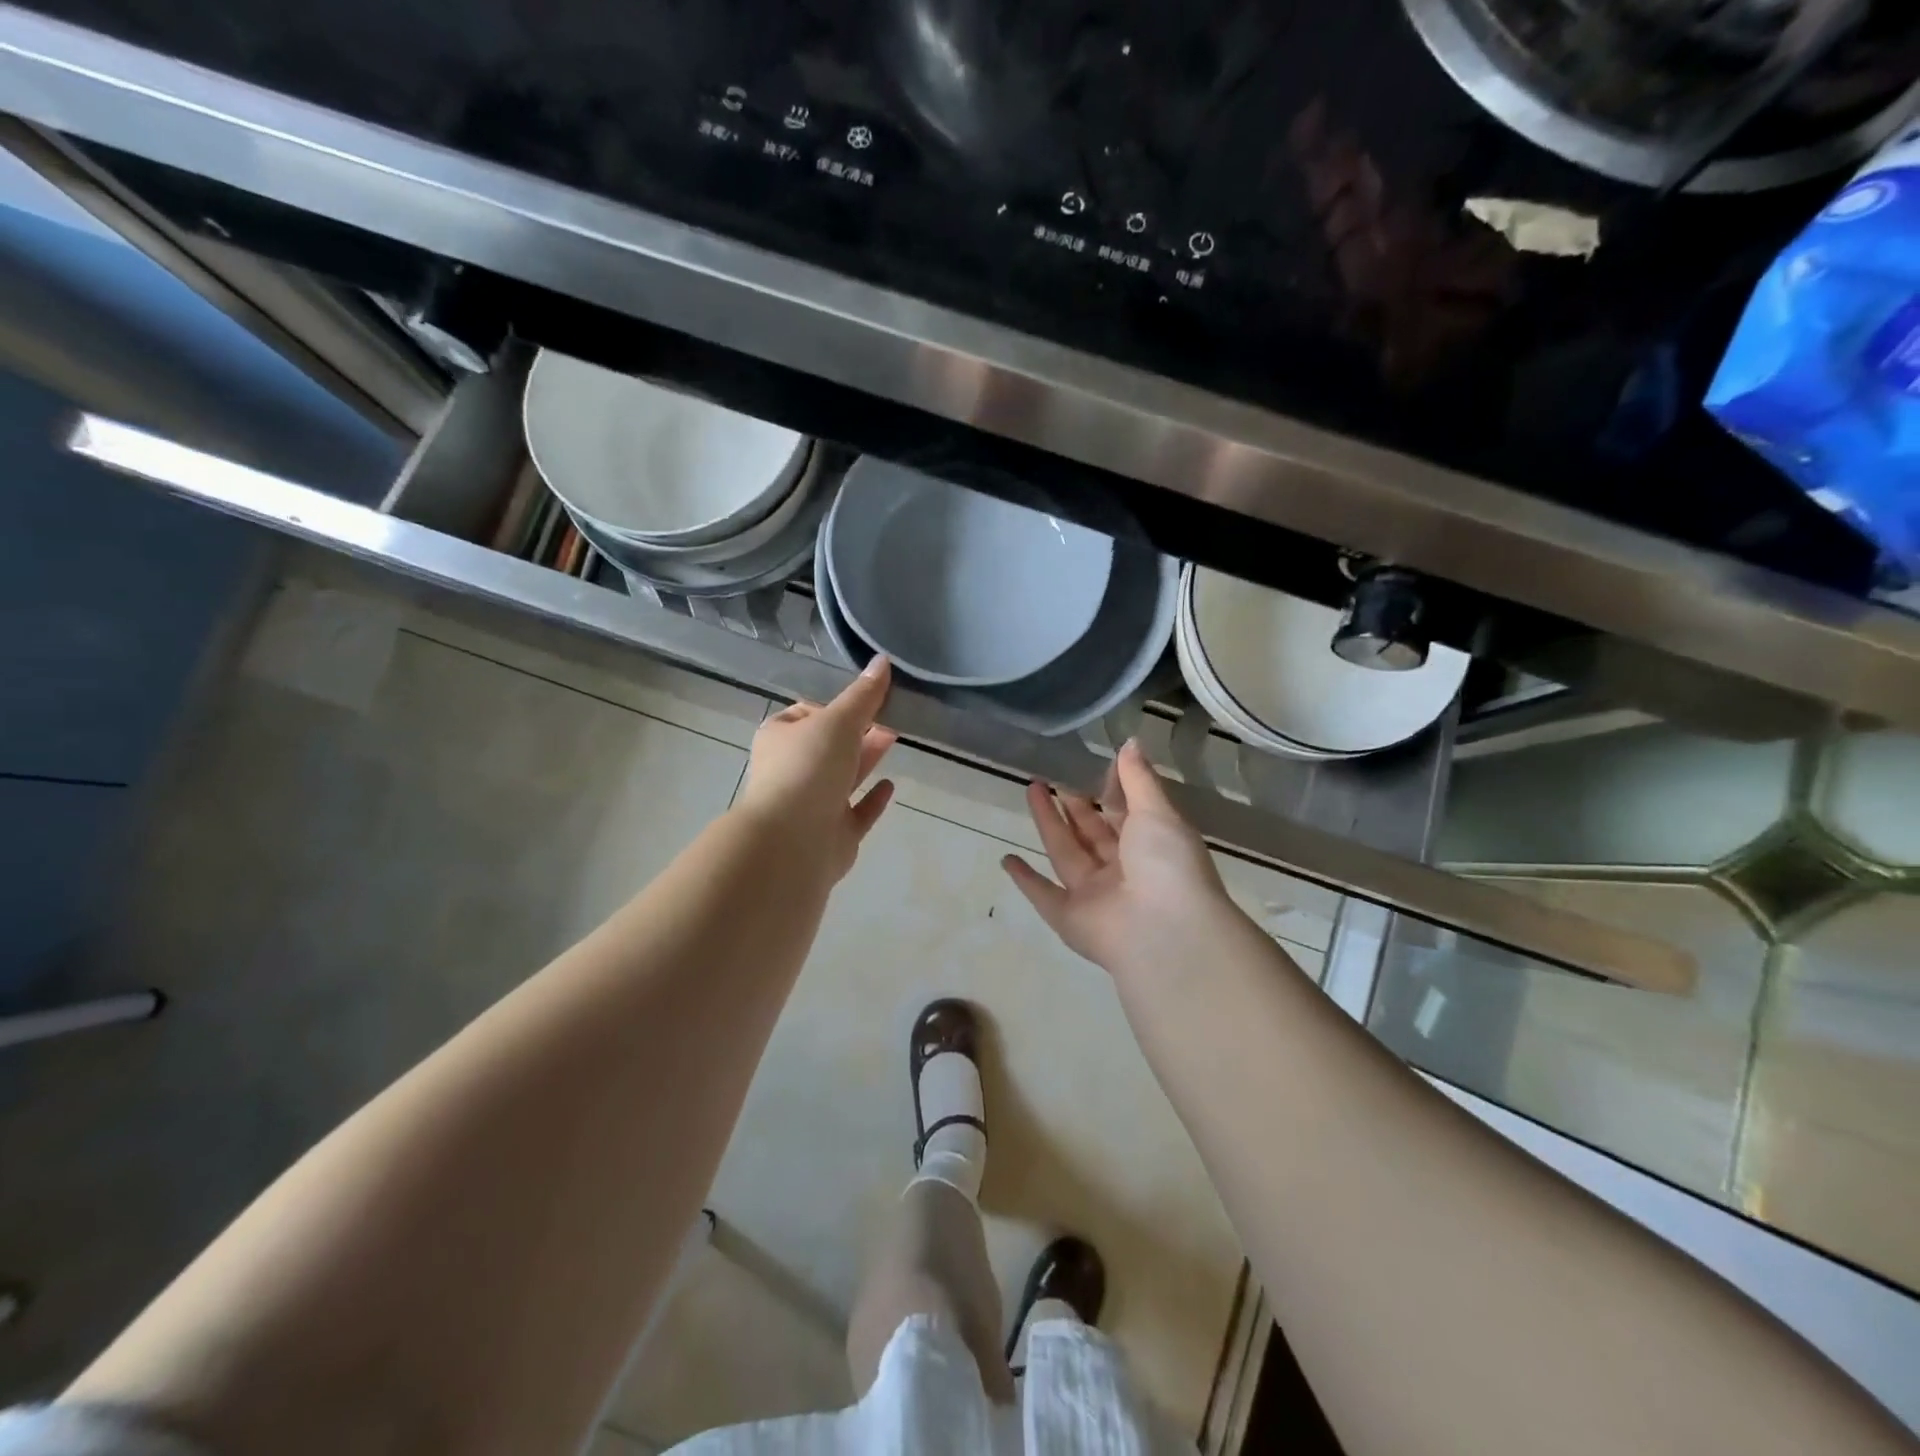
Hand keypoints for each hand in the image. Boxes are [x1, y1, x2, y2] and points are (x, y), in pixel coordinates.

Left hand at [734, 657, 897, 882]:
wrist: (792, 842)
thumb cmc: (808, 768)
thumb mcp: (838, 721)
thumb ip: (863, 695)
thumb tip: (883, 660)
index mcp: (780, 738)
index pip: (806, 713)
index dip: (833, 705)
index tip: (866, 698)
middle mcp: (793, 770)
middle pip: (829, 745)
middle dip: (858, 731)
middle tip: (891, 716)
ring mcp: (812, 805)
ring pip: (843, 777)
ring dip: (867, 758)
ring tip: (895, 738)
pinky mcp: (833, 834)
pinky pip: (856, 812)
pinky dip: (872, 799)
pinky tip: (891, 785)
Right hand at [1003, 740, 1237, 975]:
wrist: (1164, 932)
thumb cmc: (1167, 864)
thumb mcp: (1157, 812)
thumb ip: (1138, 779)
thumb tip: (1131, 742)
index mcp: (1151, 846)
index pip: (1127, 814)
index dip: (1110, 792)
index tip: (1089, 767)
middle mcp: (1122, 870)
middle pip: (1091, 833)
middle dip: (1072, 806)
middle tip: (1049, 778)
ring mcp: (1095, 896)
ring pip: (1066, 854)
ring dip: (1048, 825)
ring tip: (1030, 790)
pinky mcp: (1070, 919)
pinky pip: (1044, 896)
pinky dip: (1026, 880)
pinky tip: (1006, 860)